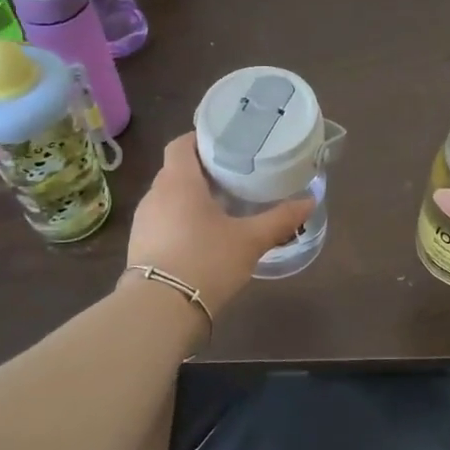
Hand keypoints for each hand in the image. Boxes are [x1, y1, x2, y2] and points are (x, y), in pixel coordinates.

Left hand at [124, 134, 313, 315]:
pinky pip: (162, 221)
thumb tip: (310, 201)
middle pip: (176, 170)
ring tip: (220, 207)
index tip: (226, 145)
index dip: (201, 139)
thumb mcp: (250, 240)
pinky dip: (180, 221)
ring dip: (190, 198)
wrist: (160, 310)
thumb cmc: (206, 261)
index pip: (181, 144)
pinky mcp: (139, 246)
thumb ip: (280, 219)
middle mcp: (155, 194)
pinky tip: (201, 238)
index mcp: (179, 181)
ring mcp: (143, 222)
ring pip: (168, 197)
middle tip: (233, 177)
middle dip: (202, 171)